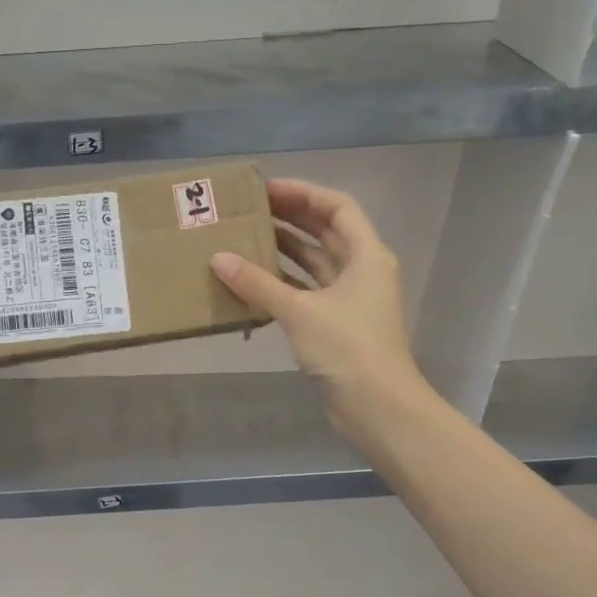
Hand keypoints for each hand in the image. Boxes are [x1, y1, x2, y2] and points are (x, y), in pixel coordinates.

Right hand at [211, 178, 436, 450]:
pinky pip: (308, 291)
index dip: (304, 194)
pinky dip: (284, 283)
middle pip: (327, 232)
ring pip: (316, 263)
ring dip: (286, 250)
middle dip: (291, 218)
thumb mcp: (300, 311)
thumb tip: (218, 259)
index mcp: (367, 256)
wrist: (378, 407)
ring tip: (246, 239)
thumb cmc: (348, 348)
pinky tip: (253, 282)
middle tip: (250, 211)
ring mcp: (351, 299)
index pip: (337, 208)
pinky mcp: (337, 325)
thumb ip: (258, 284)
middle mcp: (362, 271)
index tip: (267, 190)